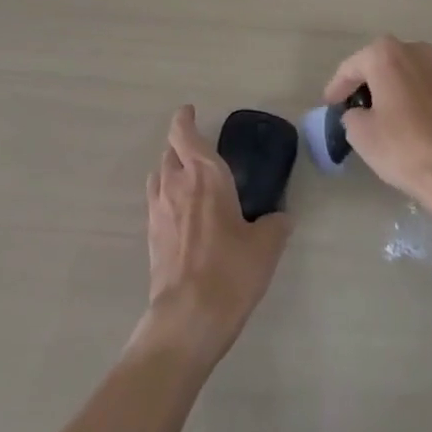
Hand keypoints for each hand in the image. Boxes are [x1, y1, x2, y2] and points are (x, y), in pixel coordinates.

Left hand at [135, 106, 289, 369]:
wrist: (186, 319)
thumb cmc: (230, 272)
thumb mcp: (266, 247)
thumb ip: (275, 225)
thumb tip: (281, 217)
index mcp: (206, 174)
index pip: (184, 132)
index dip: (184, 119)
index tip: (191, 112)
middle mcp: (177, 183)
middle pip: (170, 150)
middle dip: (181, 144)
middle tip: (199, 150)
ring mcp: (159, 209)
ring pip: (159, 173)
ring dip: (170, 168)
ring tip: (188, 178)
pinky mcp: (151, 235)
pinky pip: (156, 200)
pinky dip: (166, 195)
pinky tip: (181, 213)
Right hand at [323, 36, 431, 214]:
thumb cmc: (402, 146)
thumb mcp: (360, 133)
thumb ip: (351, 115)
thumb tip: (359, 114)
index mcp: (385, 54)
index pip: (350, 68)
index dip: (336, 88)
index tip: (328, 105)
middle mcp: (411, 50)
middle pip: (375, 64)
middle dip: (361, 83)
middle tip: (347, 106)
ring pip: (397, 73)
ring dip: (382, 88)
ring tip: (369, 113)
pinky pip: (413, 85)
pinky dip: (400, 96)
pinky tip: (394, 118)